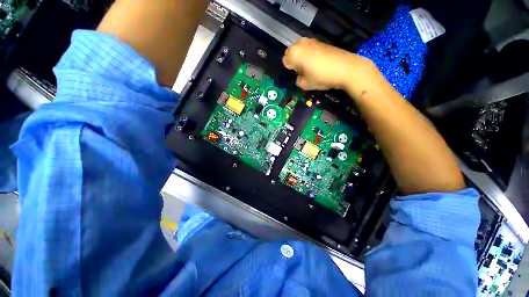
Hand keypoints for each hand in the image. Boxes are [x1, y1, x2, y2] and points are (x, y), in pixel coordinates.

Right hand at [282, 38, 373, 91]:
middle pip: (291, 53)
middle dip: (294, 61)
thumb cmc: (321, 77)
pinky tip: (317, 63)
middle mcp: (300, 43)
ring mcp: (311, 40)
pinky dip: (309, 55)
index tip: (296, 75)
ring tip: (310, 67)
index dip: (289, 70)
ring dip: (301, 58)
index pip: (285, 61)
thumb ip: (297, 80)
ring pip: (300, 50)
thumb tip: (299, 75)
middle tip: (302, 71)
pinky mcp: (320, 41)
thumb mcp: (304, 84)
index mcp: (294, 53)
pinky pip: (309, 48)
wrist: (344, 68)